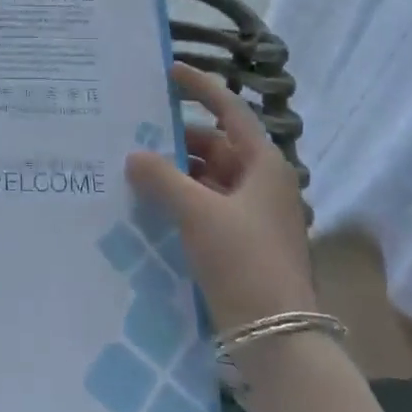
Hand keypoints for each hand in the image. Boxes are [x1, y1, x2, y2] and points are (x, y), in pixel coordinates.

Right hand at [125, 62, 317, 335]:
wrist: (277, 339)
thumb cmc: (244, 261)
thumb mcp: (199, 213)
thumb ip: (162, 179)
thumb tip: (134, 156)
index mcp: (264, 165)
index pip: (230, 111)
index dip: (200, 88)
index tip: (169, 72)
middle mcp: (261, 183)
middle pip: (216, 146)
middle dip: (177, 139)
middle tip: (135, 131)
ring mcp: (252, 215)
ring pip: (209, 178)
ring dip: (176, 172)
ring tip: (134, 167)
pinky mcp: (240, 243)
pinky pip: (206, 206)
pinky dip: (181, 200)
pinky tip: (150, 204)